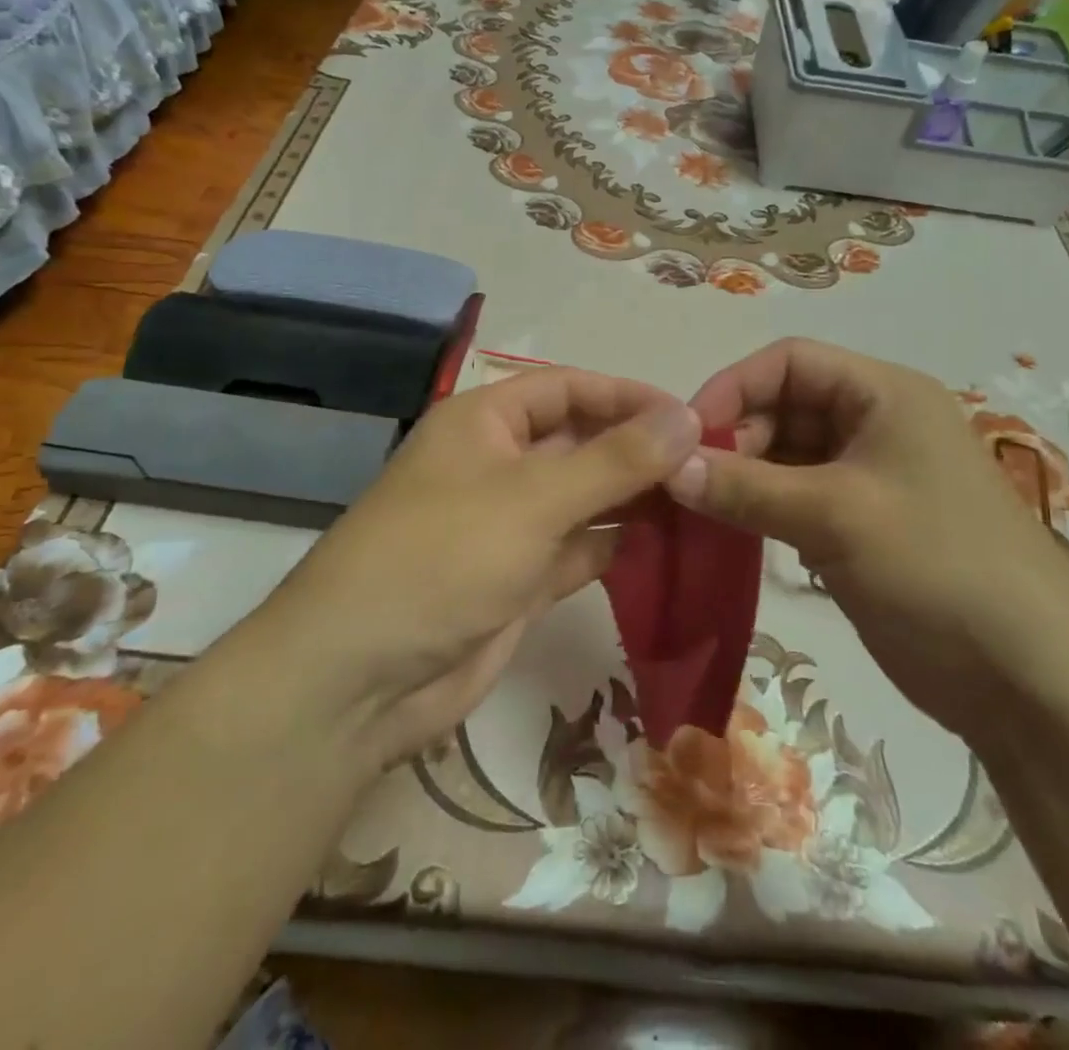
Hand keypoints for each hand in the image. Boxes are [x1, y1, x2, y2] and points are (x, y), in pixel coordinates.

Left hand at [283, 368, 701, 770]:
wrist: (359, 680)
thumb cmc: (442, 557)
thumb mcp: (534, 498)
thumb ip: (616, 460)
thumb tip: (690, 419)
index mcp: (485, 423)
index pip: (568, 388)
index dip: (627, 396)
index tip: (691, 417)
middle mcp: (497, 465)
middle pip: (580, 442)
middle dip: (638, 450)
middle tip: (708, 465)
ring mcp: (507, 525)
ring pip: (583, 498)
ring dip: (634, 499)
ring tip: (701, 502)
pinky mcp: (518, 580)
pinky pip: (578, 550)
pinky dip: (616, 546)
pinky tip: (664, 546)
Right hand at [670, 338, 1068, 730]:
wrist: (1029, 681)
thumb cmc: (938, 568)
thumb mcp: (836, 517)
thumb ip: (746, 488)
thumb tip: (668, 469)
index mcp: (883, 393)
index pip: (789, 361)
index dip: (733, 387)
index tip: (685, 436)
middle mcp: (875, 422)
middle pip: (784, 406)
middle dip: (735, 438)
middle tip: (690, 485)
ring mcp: (869, 476)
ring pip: (786, 455)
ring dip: (743, 477)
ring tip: (701, 512)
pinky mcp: (861, 524)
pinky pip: (797, 498)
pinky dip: (762, 508)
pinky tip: (733, 534)